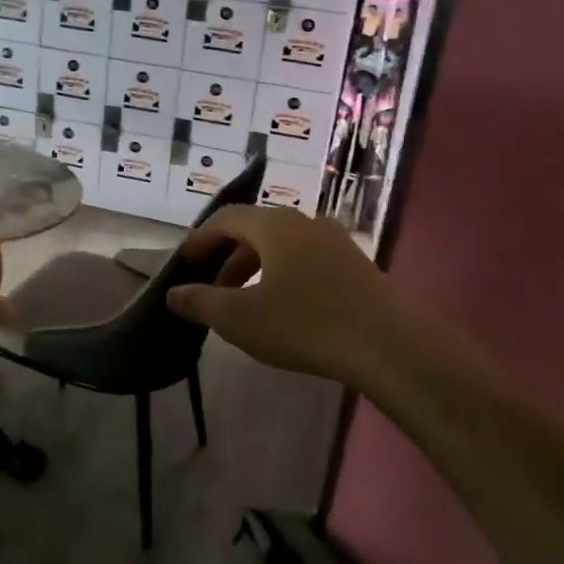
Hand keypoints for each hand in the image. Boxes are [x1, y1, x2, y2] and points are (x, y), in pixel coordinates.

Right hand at [168, 208, 492, 388]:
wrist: (390, 345)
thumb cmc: (305, 324)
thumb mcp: (240, 318)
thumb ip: (201, 302)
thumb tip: (173, 293)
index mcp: (274, 225)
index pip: (227, 218)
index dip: (201, 238)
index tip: (186, 262)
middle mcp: (305, 223)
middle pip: (256, 229)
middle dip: (228, 256)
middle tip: (212, 286)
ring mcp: (336, 242)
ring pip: (284, 246)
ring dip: (257, 267)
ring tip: (246, 300)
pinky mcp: (357, 266)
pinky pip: (307, 260)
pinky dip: (284, 275)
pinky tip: (285, 307)